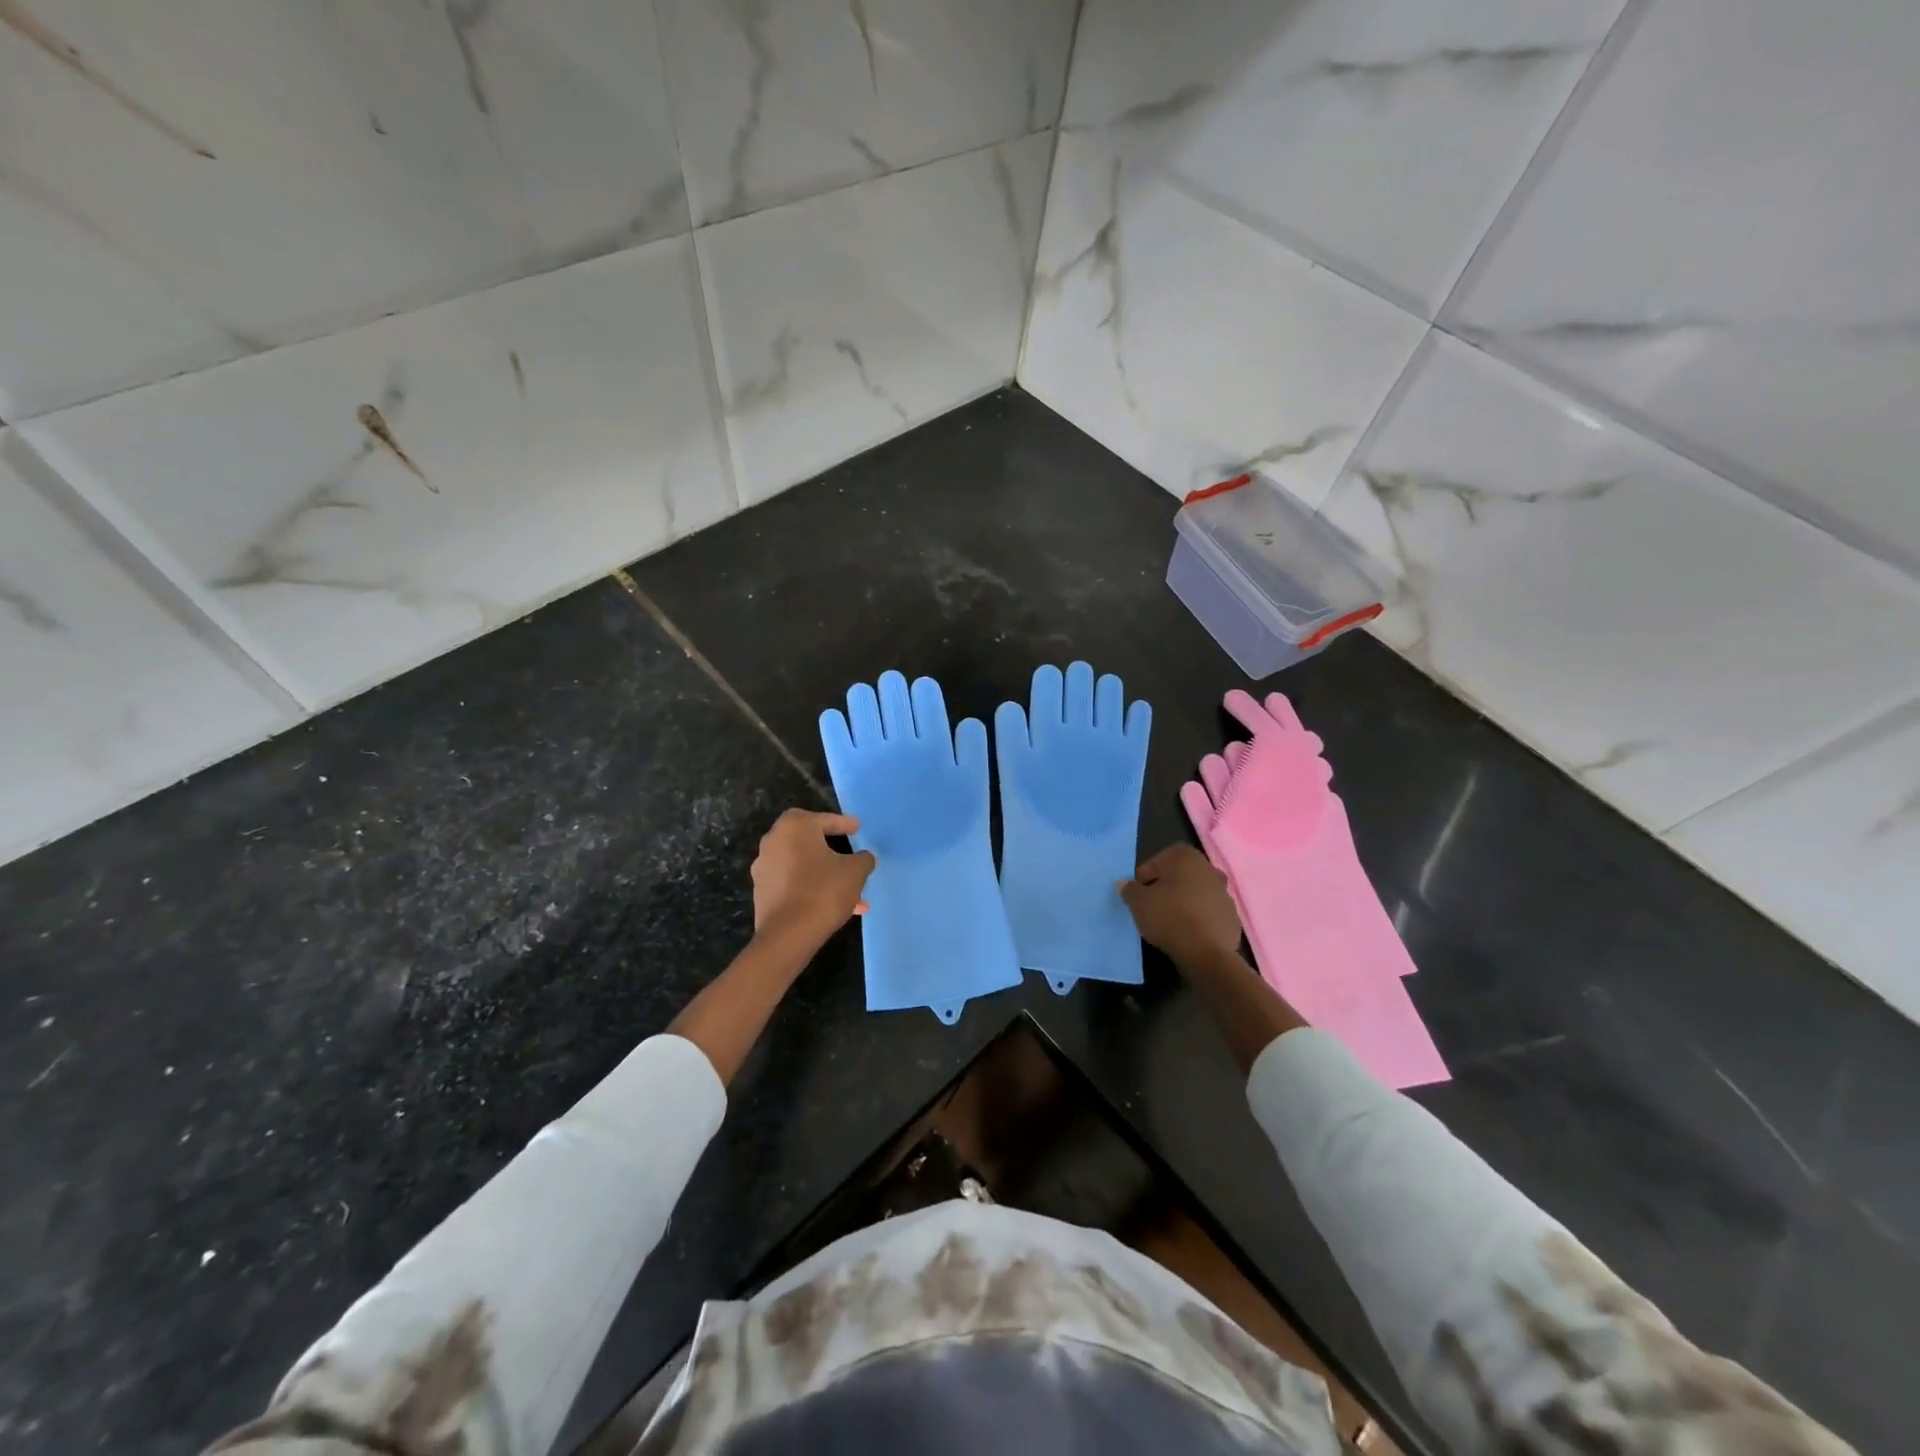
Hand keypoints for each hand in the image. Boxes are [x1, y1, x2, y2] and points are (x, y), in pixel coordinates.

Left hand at [751, 809, 875, 951]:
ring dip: (824, 874)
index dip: (844, 824)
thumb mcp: (855, 871)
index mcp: (795, 827)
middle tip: (849, 855)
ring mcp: (764, 867)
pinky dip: (811, 888)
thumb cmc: (823, 891)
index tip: (857, 828)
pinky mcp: (762, 892)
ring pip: (803, 865)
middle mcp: (774, 841)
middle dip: (832, 850)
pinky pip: (793, 883)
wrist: (788, 935)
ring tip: (850, 892)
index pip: (825, 819)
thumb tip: (863, 857)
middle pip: (810, 841)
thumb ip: (863, 858)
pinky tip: (833, 905)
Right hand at [1119, 844, 1242, 969]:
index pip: (1158, 860)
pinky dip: (1199, 918)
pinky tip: (1188, 933)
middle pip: (1180, 875)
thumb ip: (1129, 889)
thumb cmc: (1169, 917)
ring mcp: (1225, 893)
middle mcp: (1209, 869)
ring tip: (1170, 921)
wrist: (1206, 953)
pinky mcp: (1232, 917)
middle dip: (1167, 887)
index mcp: (1186, 857)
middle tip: (1153, 905)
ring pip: (1196, 893)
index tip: (1139, 894)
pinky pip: (1209, 912)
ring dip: (1184, 902)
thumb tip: (1124, 884)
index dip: (1145, 876)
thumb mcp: (1138, 902)